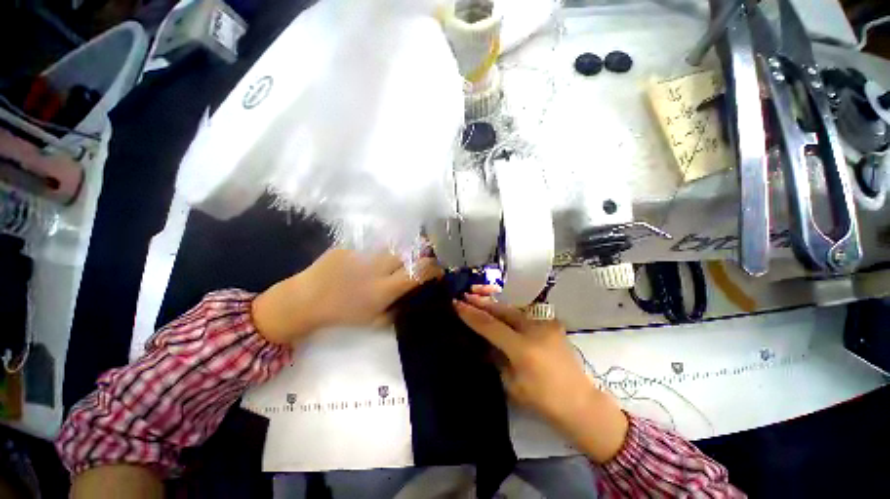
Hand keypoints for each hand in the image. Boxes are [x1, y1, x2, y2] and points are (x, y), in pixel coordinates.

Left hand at [253, 249, 441, 344]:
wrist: (305, 299)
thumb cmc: (342, 314)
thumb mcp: (373, 321)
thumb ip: (398, 310)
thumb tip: (414, 298)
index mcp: (384, 288)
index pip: (419, 271)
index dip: (434, 269)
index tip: (437, 272)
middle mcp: (377, 267)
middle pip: (410, 252)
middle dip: (421, 256)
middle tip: (418, 263)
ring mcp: (363, 252)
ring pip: (393, 246)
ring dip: (400, 253)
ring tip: (393, 261)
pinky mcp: (351, 245)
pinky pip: (373, 246)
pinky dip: (379, 252)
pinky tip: (368, 261)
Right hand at [453, 289, 628, 462]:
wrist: (581, 403)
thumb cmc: (543, 401)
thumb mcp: (512, 384)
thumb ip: (497, 358)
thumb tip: (486, 342)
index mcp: (523, 348)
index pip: (489, 325)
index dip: (471, 314)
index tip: (456, 303)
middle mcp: (535, 330)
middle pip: (502, 310)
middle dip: (482, 302)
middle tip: (466, 294)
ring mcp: (546, 325)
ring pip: (513, 310)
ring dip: (495, 305)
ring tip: (479, 297)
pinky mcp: (552, 325)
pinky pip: (525, 316)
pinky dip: (509, 313)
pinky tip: (500, 312)